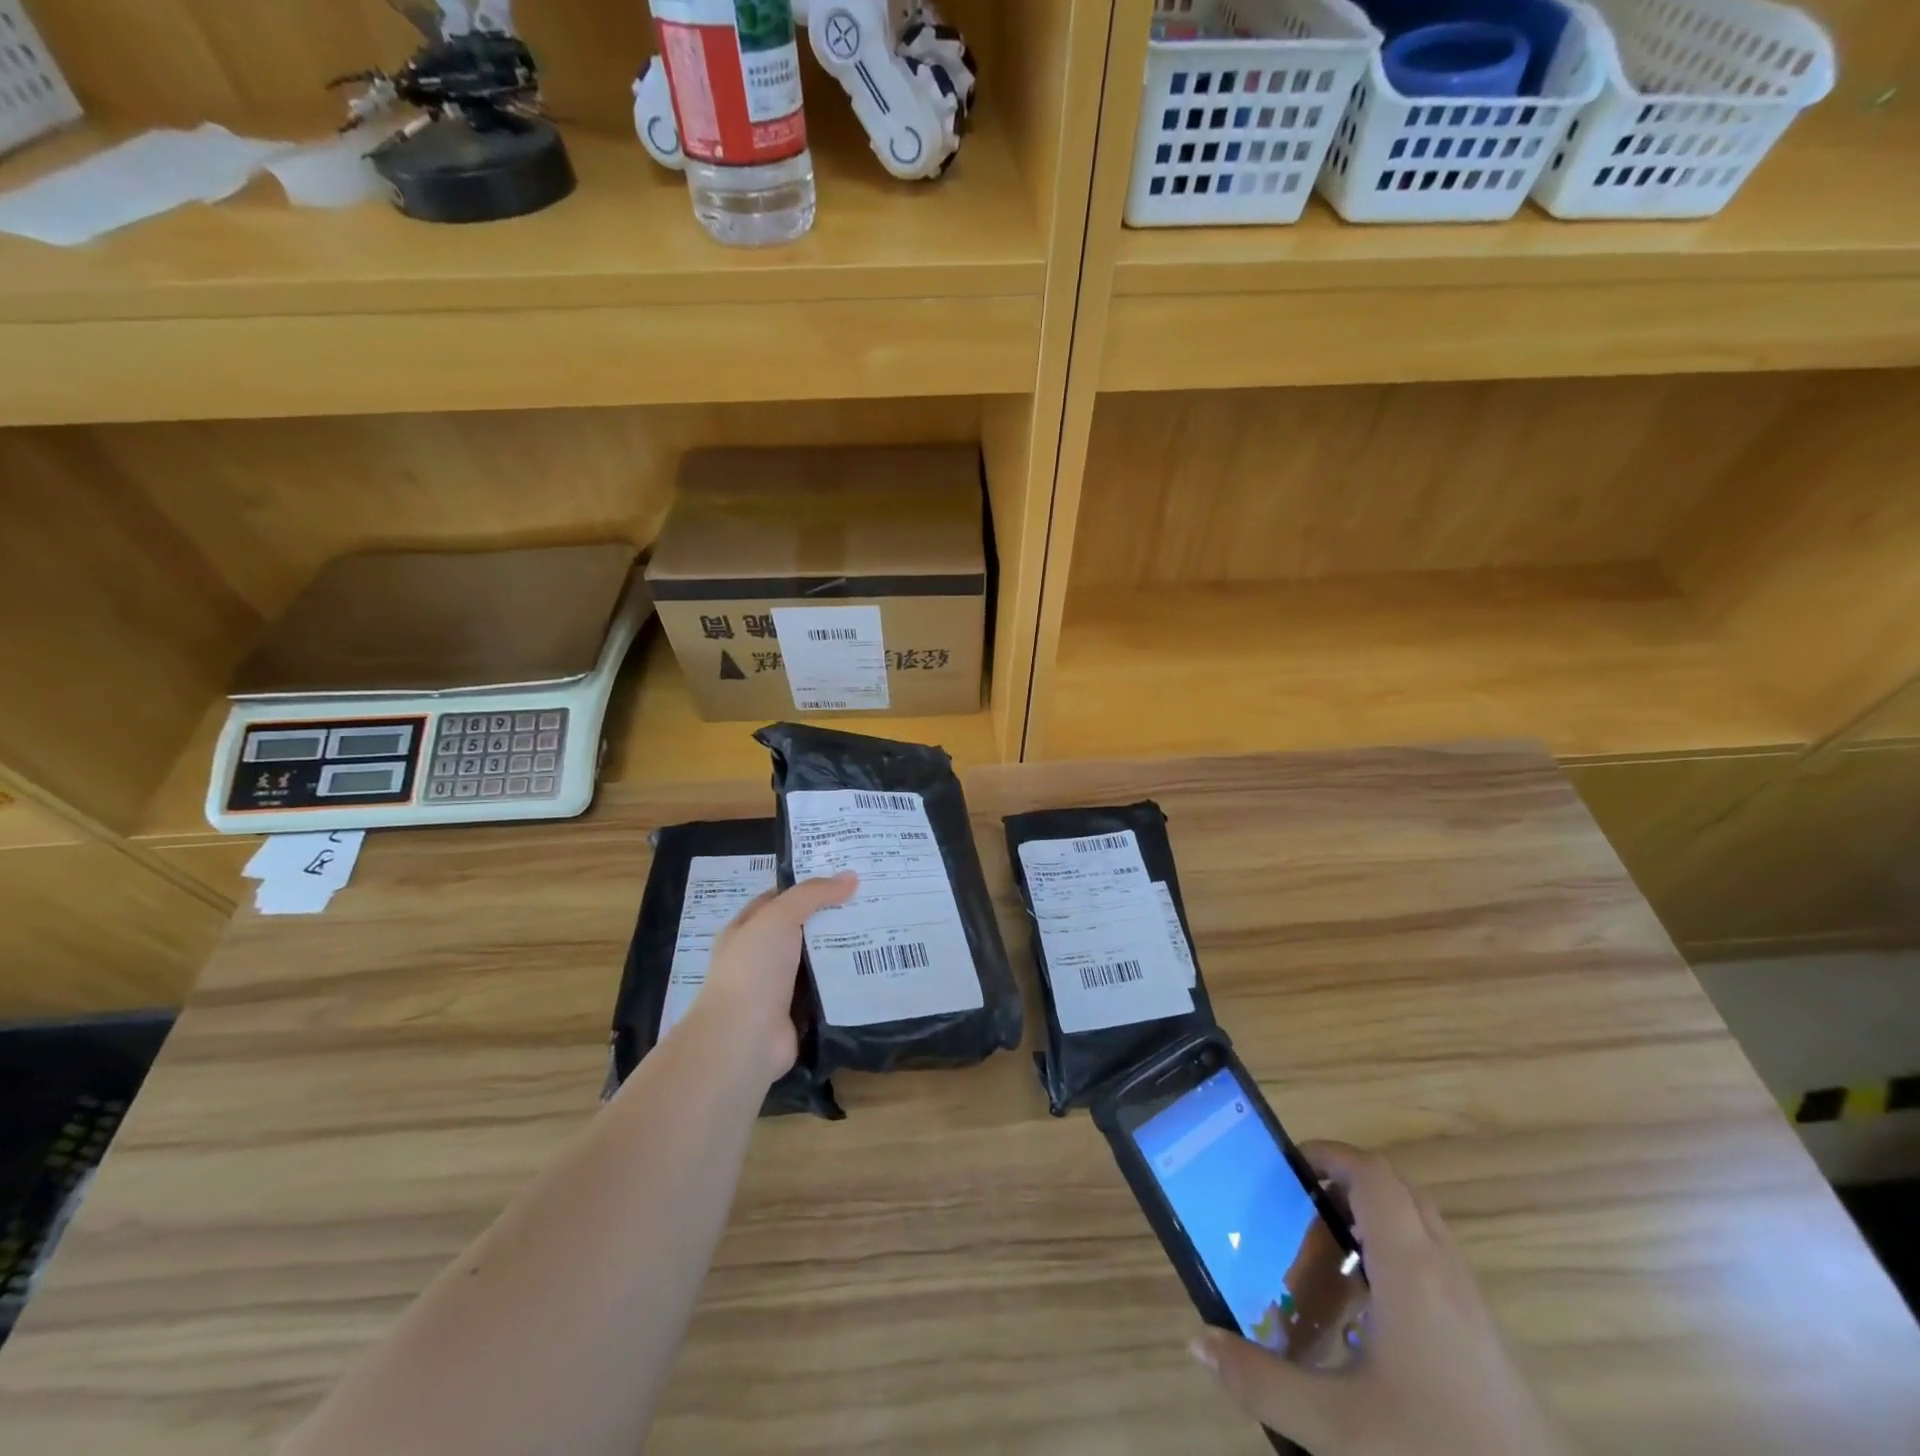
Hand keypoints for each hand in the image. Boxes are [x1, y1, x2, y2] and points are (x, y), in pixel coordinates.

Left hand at [692, 873, 857, 1083]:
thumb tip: (850, 876)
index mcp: (746, 930)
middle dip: (833, 917)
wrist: (744, 1038)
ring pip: (818, 961)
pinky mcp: (799, 1013)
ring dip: (844, 950)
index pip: (779, 899)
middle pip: (803, 929)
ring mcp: (780, 988)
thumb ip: (812, 894)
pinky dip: (848, 983)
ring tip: (883, 931)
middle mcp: (761, 958)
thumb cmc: (753, 968)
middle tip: (872, 901)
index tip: (845, 877)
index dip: (808, 886)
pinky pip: (828, 991)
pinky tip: (876, 968)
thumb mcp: (778, 917)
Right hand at [1190, 1141, 1569, 1455]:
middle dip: (1347, 1183)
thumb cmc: (1438, 1453)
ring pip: (1422, 1226)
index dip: (1329, 1155)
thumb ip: (1262, 1383)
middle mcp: (1445, 1272)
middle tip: (1302, 1208)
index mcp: (1411, 1270)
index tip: (1288, 1168)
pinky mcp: (1487, 1339)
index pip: (1372, 1175)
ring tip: (1328, 1255)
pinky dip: (1398, 1257)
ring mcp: (1473, 1305)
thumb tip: (1198, 1341)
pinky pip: (1437, 1263)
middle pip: (1398, 1189)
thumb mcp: (1339, 1430)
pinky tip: (1370, 1316)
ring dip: (1374, 1219)